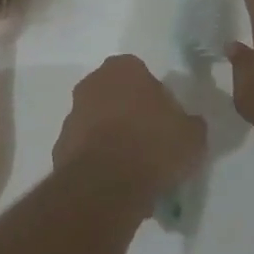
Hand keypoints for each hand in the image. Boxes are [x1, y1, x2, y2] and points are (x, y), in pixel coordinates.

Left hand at [53, 55, 205, 200]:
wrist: (106, 184)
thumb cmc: (153, 146)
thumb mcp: (192, 135)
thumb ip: (189, 123)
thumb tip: (187, 124)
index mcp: (123, 69)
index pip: (142, 74)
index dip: (155, 97)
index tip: (166, 121)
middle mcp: (92, 83)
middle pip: (117, 95)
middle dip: (131, 114)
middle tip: (151, 142)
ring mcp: (72, 114)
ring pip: (99, 122)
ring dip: (113, 137)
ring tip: (135, 168)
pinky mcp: (61, 145)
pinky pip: (87, 148)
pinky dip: (99, 160)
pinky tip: (116, 181)